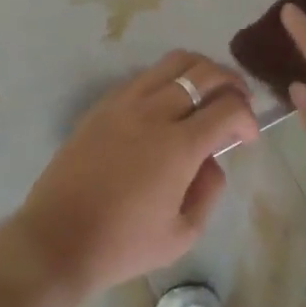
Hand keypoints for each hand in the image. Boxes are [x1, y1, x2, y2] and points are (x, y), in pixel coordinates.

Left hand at [14, 50, 257, 298]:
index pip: (228, 107)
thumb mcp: (182, 234)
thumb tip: (213, 160)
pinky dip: (168, 79)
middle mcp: (154, 112)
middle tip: (240, 101)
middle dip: (232, 82)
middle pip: (205, 72)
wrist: (56, 240)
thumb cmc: (122, 245)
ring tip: (208, 90)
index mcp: (179, 145)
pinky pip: (145, 75)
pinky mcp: (103, 104)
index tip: (249, 137)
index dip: (248, 117)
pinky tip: (169, 103)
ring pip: (174, 62)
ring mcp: (125, 102)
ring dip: (201, 70)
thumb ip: (209, 191)